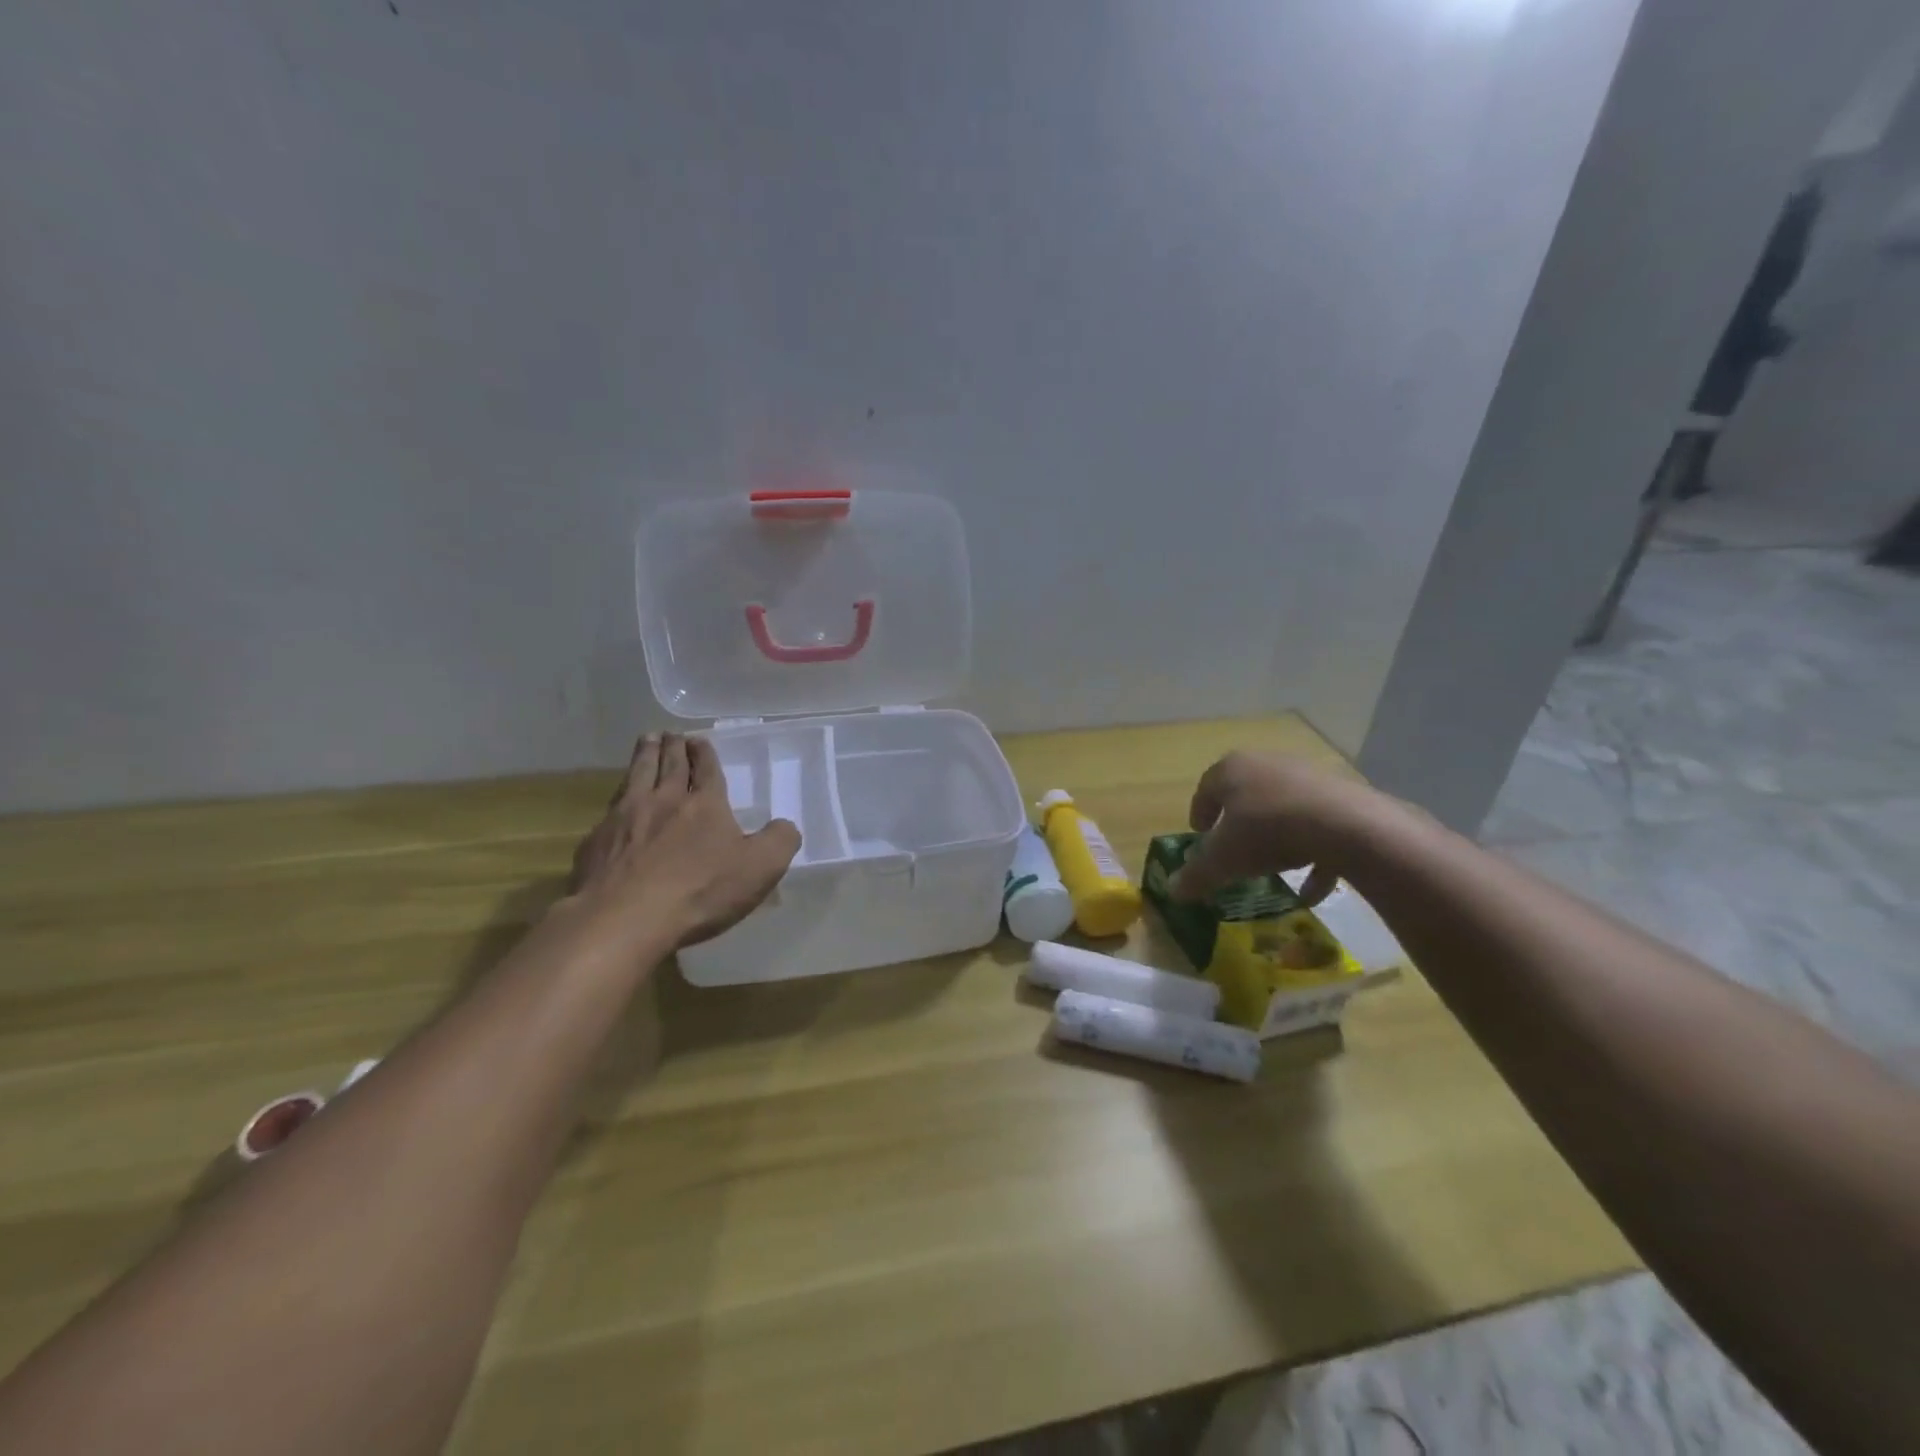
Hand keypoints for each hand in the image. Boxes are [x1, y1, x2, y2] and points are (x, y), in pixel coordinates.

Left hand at [568, 732, 800, 947]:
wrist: (624, 919)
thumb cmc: (699, 891)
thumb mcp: (760, 868)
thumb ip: (780, 841)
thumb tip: (785, 825)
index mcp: (704, 804)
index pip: (706, 769)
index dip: (704, 753)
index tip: (699, 739)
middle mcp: (664, 800)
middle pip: (668, 764)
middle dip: (673, 746)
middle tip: (671, 733)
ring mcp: (624, 817)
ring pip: (636, 776)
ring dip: (644, 755)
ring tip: (646, 741)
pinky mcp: (596, 842)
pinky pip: (610, 809)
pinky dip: (618, 797)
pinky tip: (616, 803)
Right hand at [1170, 751, 1394, 904]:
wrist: (1345, 825)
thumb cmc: (1266, 831)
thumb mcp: (1223, 860)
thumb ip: (1196, 875)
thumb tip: (1173, 892)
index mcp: (1232, 769)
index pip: (1206, 788)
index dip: (1199, 813)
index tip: (1200, 835)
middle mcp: (1267, 764)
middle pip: (1246, 794)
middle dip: (1238, 822)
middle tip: (1233, 849)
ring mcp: (1307, 777)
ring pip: (1282, 807)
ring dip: (1275, 837)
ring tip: (1272, 868)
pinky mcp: (1341, 796)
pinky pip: (1318, 827)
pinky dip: (1312, 854)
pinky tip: (1310, 890)